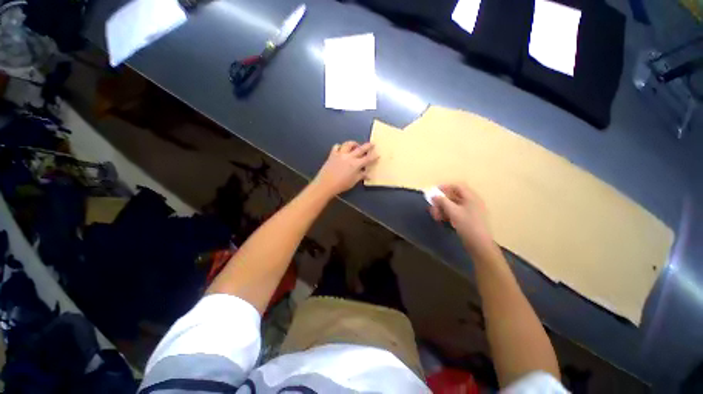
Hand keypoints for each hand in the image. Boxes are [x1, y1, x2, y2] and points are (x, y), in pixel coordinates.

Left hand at [312, 141, 377, 196]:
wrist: (326, 184)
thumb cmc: (341, 184)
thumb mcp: (353, 181)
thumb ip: (361, 176)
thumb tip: (368, 175)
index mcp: (356, 164)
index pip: (367, 159)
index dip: (373, 156)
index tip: (378, 154)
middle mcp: (349, 156)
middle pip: (360, 149)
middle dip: (368, 146)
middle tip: (372, 143)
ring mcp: (340, 154)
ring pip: (348, 144)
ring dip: (353, 143)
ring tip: (356, 146)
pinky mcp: (332, 154)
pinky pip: (336, 147)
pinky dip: (340, 147)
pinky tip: (341, 149)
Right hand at [429, 184, 494, 254]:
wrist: (479, 244)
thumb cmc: (467, 225)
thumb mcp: (453, 211)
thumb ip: (442, 201)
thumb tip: (434, 195)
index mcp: (471, 197)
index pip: (457, 186)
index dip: (445, 187)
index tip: (434, 192)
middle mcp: (471, 202)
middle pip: (453, 196)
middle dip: (441, 201)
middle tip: (433, 207)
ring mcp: (470, 211)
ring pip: (453, 205)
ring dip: (442, 208)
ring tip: (436, 216)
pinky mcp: (468, 219)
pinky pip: (455, 212)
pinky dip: (447, 214)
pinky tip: (441, 219)